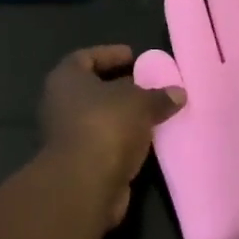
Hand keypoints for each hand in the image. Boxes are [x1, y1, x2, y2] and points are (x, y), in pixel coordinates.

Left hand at [40, 45, 184, 227]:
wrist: (85, 184)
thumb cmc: (106, 126)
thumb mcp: (140, 103)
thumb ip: (158, 96)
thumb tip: (178, 93)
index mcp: (66, 78)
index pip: (87, 57)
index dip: (111, 54)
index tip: (135, 57)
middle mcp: (60, 103)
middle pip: (93, 89)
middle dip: (121, 87)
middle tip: (149, 85)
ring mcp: (66, 135)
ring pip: (100, 118)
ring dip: (124, 116)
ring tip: (154, 112)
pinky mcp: (78, 163)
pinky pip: (105, 142)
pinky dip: (123, 139)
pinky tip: (148, 139)